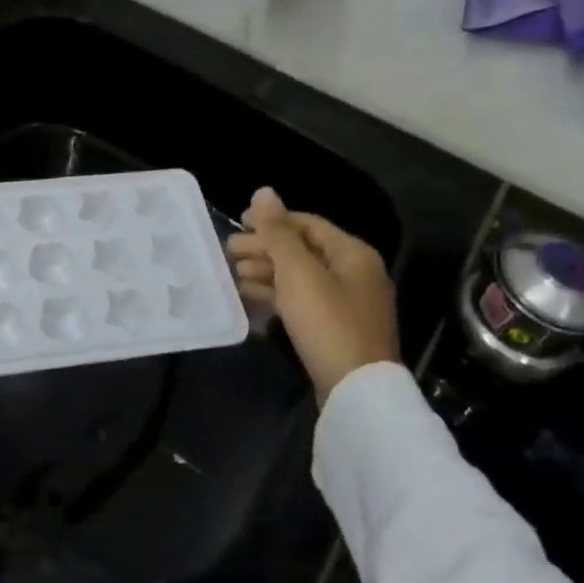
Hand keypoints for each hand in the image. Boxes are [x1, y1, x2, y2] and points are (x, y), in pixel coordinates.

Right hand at [227, 187, 398, 404]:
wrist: (357, 392)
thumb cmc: (327, 322)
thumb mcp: (298, 273)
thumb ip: (278, 232)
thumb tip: (264, 191)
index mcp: (352, 253)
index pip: (306, 223)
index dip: (271, 220)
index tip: (238, 223)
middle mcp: (354, 273)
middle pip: (302, 250)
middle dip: (264, 248)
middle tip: (227, 252)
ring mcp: (346, 304)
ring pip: (300, 277)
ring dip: (265, 272)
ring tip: (231, 274)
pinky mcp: (335, 329)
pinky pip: (301, 302)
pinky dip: (275, 296)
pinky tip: (249, 298)